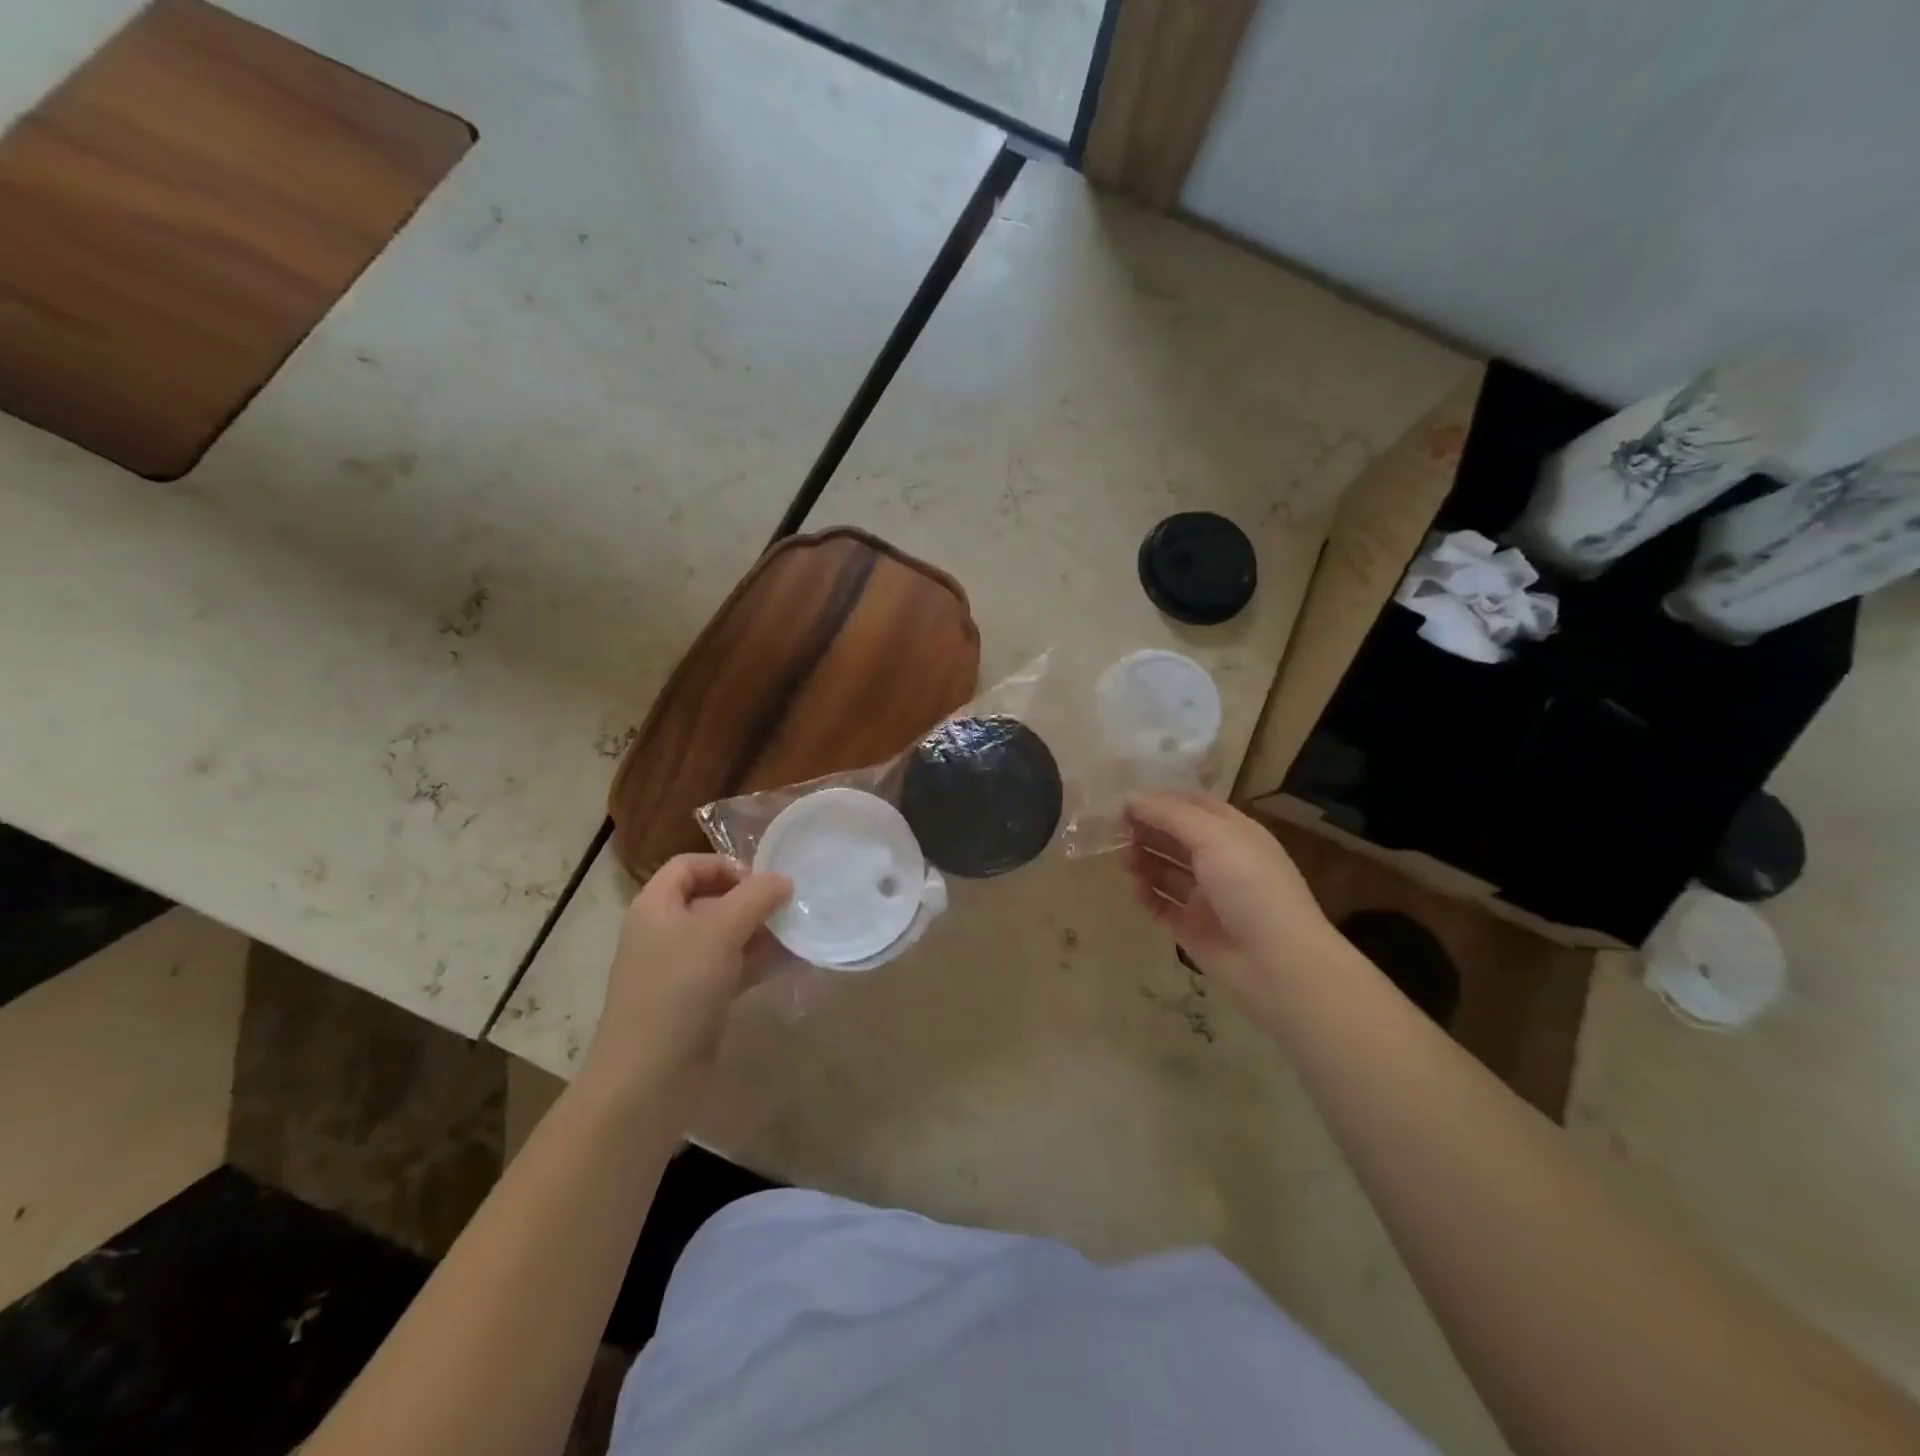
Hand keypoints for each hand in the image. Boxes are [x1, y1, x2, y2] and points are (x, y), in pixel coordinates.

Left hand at [587, 855, 790, 1096]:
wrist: (649, 1078)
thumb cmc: (679, 988)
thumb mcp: (721, 930)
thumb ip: (756, 897)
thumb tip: (783, 880)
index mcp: (655, 906)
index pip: (689, 865)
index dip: (725, 865)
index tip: (761, 882)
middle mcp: (663, 932)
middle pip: (710, 899)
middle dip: (751, 901)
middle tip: (787, 910)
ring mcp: (678, 970)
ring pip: (724, 937)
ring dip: (760, 934)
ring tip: (796, 937)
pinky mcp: (694, 1002)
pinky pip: (729, 970)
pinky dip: (756, 964)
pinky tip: (787, 966)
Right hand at [1122, 792, 1337, 1011]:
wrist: (1277, 962)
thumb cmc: (1250, 886)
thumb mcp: (1214, 837)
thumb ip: (1170, 815)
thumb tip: (1131, 797)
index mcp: (1232, 833)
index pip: (1191, 806)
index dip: (1159, 801)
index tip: (1124, 802)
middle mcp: (1219, 860)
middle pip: (1174, 837)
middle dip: (1145, 830)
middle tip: (1114, 831)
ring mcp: (1205, 895)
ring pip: (1165, 870)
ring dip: (1142, 860)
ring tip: (1123, 860)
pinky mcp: (1192, 926)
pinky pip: (1162, 904)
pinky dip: (1146, 895)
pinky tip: (1135, 890)